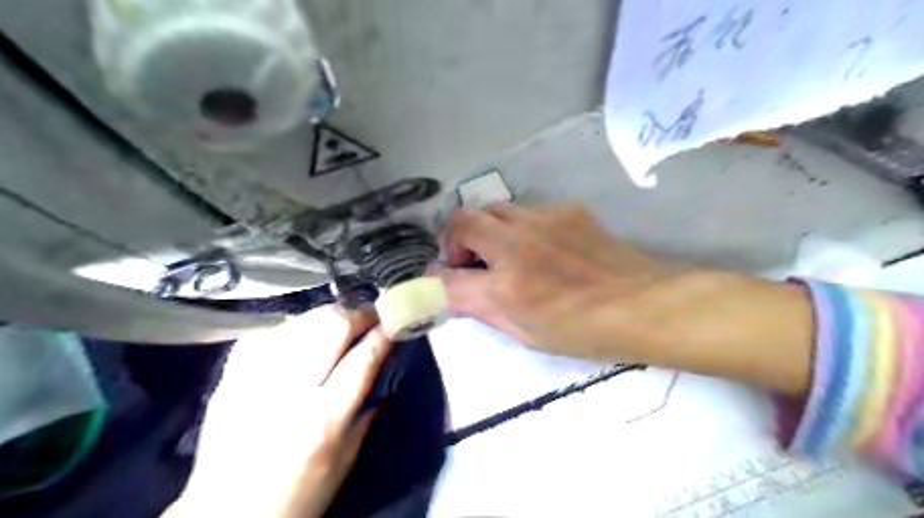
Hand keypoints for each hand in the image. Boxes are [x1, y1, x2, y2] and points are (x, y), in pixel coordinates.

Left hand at [168, 305, 390, 516]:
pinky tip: (302, 332)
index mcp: (322, 421)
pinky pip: (267, 333)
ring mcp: (252, 380)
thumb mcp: (345, 461)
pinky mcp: (228, 378)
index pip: (361, 360)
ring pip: (299, 322)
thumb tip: (384, 365)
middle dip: (357, 315)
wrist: (222, 516)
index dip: (382, 335)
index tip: (393, 322)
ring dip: (327, 316)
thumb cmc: (297, 496)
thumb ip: (367, 409)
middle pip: (329, 328)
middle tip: (369, 316)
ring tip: (339, 322)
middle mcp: (287, 393)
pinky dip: (292, 327)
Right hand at [438, 205, 810, 393]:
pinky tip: (541, 246)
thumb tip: (454, 291)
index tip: (438, 280)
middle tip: (470, 260)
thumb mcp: (526, 333)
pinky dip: (519, 226)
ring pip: (493, 209)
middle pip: (460, 221)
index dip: (433, 279)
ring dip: (486, 229)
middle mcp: (517, 246)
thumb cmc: (585, 332)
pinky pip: (527, 210)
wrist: (645, 304)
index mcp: (507, 288)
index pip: (446, 278)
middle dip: (454, 239)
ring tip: (504, 251)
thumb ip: (484, 308)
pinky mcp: (565, 209)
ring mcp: (542, 221)